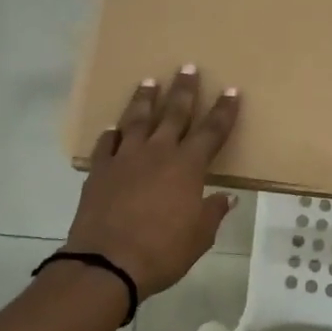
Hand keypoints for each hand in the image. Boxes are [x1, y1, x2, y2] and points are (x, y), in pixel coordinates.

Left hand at [66, 66, 240, 296]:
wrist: (107, 262)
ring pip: (137, 120)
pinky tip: (113, 128)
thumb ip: (212, 212)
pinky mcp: (100, 171)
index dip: (224, 111)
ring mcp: (125, 158)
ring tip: (149, 82)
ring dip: (145, 99)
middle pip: (174, 114)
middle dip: (184, 90)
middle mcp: (157, 153)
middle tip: (187, 67)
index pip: (212, 131)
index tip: (231, 90)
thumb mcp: (199, 237)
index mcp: (187, 167)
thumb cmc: (162, 251)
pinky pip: (107, 144)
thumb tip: (225, 198)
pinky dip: (112, 134)